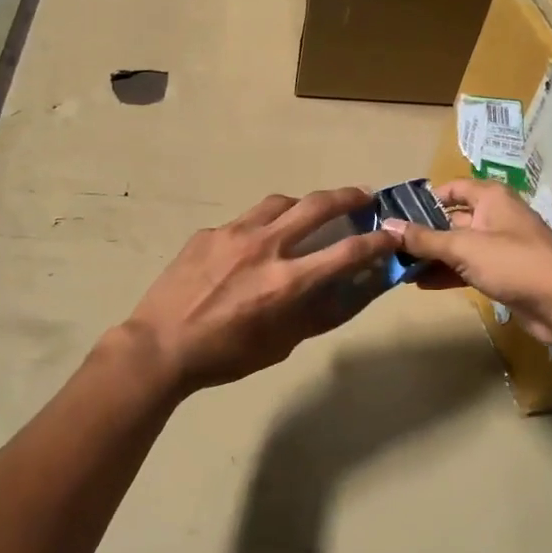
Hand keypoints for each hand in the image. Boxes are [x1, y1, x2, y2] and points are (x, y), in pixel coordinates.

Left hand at [121, 188, 396, 393]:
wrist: (160, 345)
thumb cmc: (225, 355)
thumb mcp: (280, 344)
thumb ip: (315, 314)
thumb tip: (345, 292)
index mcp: (288, 280)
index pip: (348, 251)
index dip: (377, 241)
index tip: (391, 234)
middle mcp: (266, 247)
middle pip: (317, 206)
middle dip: (348, 197)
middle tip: (363, 196)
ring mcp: (233, 234)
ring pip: (279, 203)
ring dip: (302, 205)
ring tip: (308, 213)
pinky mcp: (208, 233)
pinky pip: (243, 222)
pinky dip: (260, 227)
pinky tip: (252, 246)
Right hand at [383, 178, 551, 343]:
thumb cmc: (515, 263)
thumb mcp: (464, 247)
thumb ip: (424, 239)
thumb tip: (387, 225)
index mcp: (490, 198)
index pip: (452, 188)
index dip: (425, 198)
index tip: (396, 213)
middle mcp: (495, 217)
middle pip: (451, 219)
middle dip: (422, 232)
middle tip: (388, 244)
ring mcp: (499, 247)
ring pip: (457, 246)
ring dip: (431, 256)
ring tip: (397, 267)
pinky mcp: (502, 273)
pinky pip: (467, 268)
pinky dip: (446, 273)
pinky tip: (421, 283)